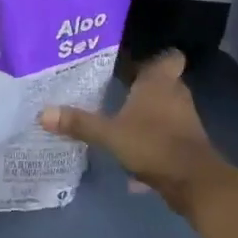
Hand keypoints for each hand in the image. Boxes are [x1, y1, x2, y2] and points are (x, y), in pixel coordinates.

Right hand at [39, 49, 232, 213]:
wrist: (194, 182)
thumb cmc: (153, 144)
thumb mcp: (109, 134)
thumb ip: (79, 123)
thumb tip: (42, 113)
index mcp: (160, 82)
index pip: (168, 56)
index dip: (154, 56)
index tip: (132, 60)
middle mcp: (176, 94)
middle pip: (162, 82)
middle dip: (143, 85)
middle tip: (116, 85)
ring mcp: (185, 119)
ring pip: (165, 108)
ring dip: (148, 112)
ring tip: (120, 116)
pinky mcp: (187, 143)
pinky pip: (167, 133)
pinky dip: (153, 138)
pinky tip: (132, 150)